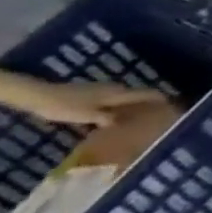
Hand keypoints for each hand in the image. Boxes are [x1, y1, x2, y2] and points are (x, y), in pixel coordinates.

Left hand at [4, 77, 169, 128]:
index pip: (146, 94)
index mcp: (117, 94)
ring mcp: (102, 89)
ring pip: (124, 97)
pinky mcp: (91, 93)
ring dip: (131, 105)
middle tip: (152, 115)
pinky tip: (110, 116)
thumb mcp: (87, 116)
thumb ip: (109, 119)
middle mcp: (115, 89)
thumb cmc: (65, 106)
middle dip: (146, 103)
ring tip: (134, 117)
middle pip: (137, 95)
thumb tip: (128, 124)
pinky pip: (112, 99)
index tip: (171, 105)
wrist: (40, 96)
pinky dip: (118, 106)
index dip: (160, 99)